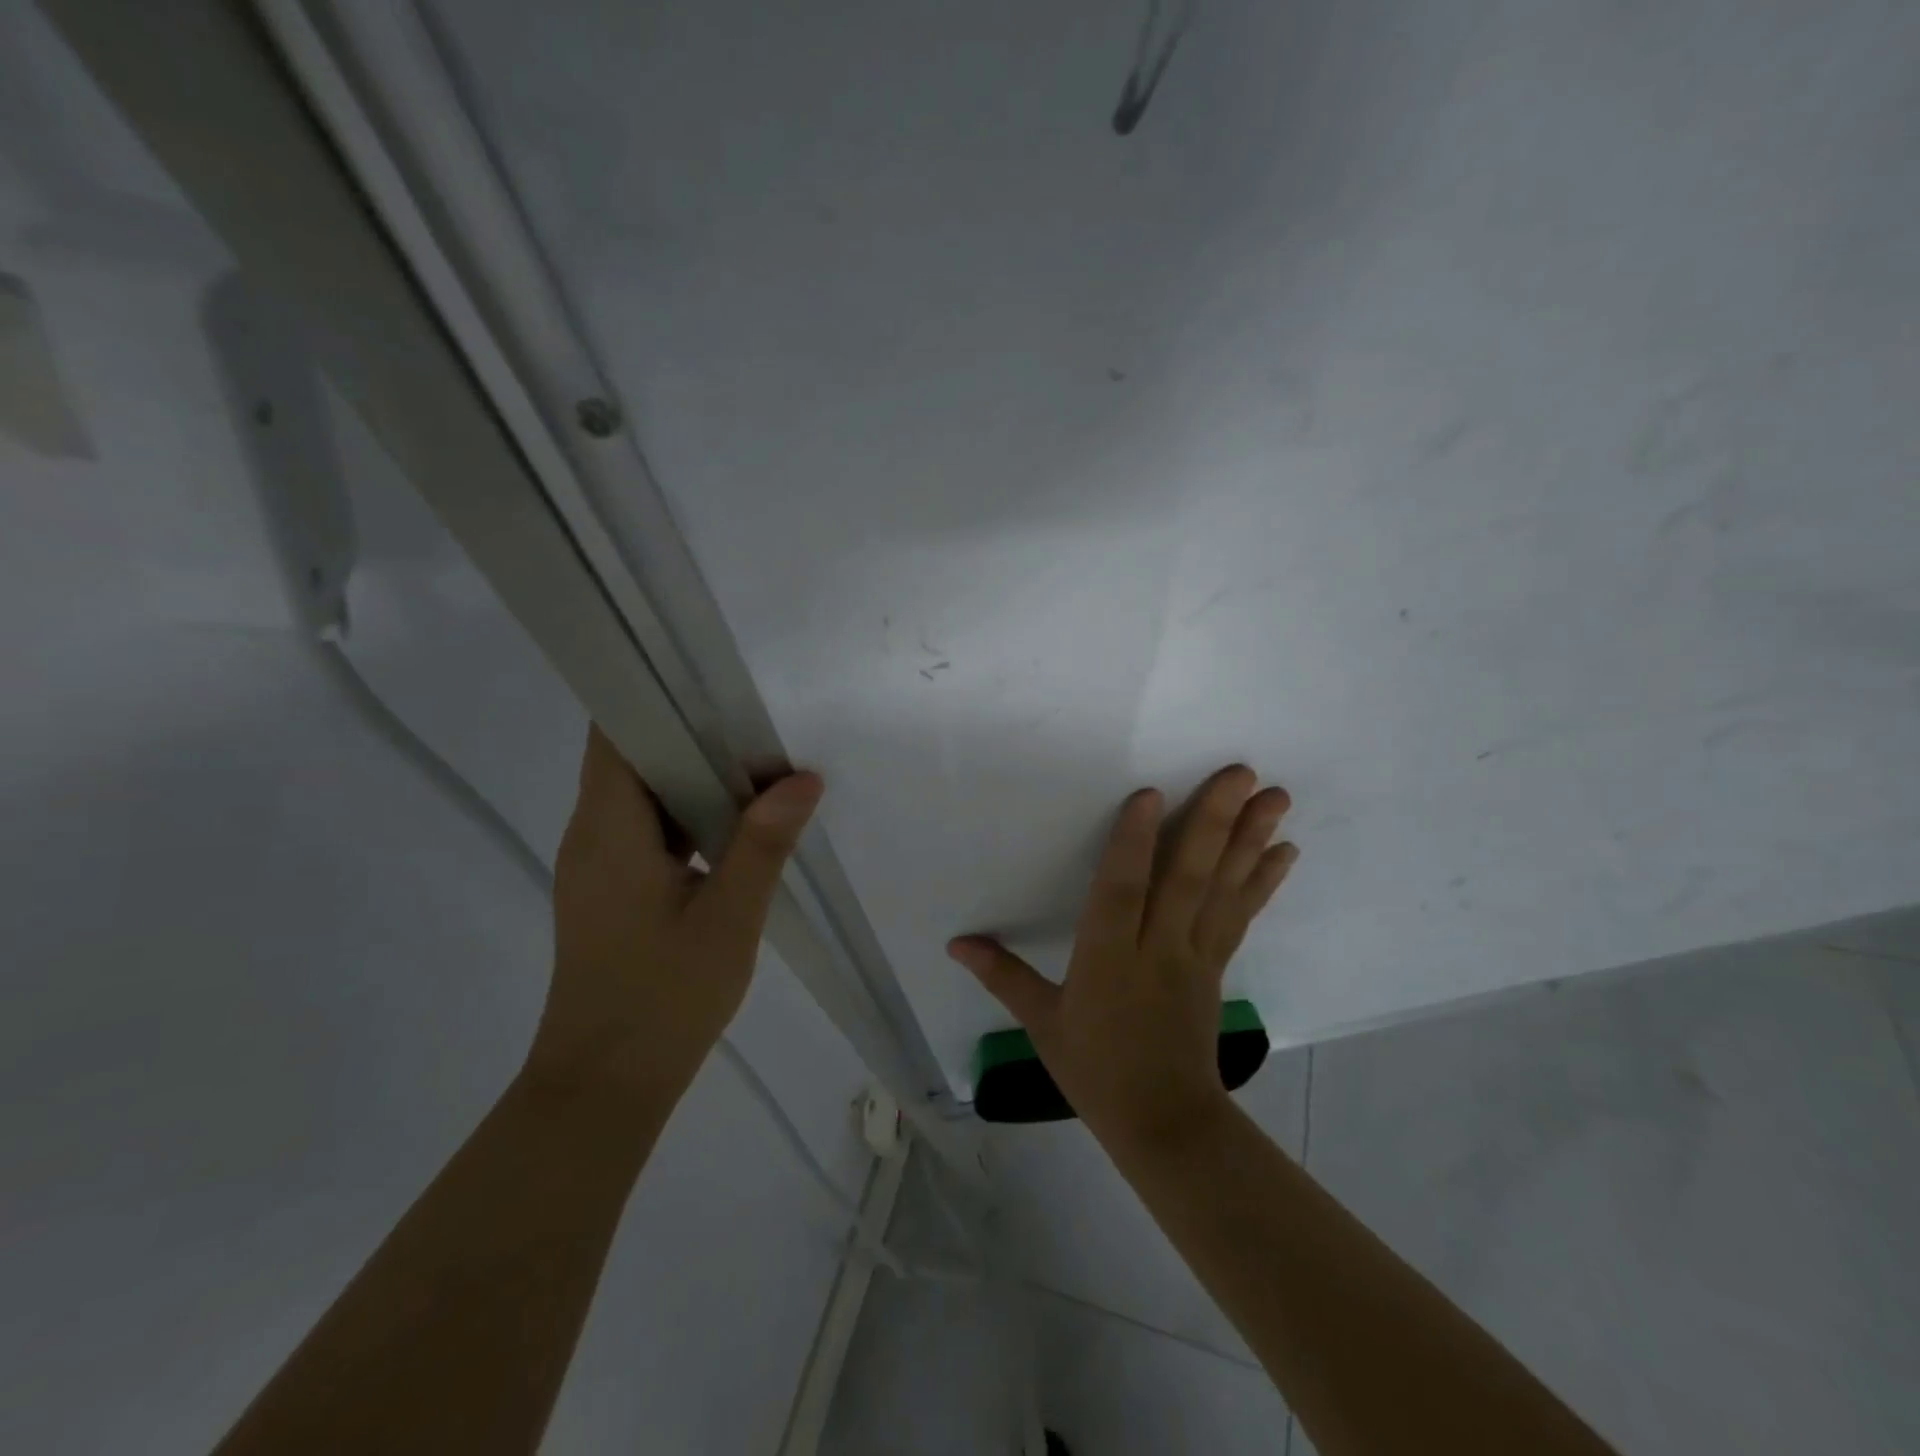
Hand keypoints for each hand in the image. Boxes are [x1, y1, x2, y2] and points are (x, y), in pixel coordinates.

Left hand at [527, 726, 822, 1103]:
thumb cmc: (663, 999)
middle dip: (691, 736)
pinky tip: (735, 825)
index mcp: (608, 830)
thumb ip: (763, 843)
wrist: (604, 1085)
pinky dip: (688, 814)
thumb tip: (801, 779)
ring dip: (693, 777)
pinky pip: (647, 828)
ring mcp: (598, 863)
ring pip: (642, 794)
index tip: (713, 686)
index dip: (656, 697)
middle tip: (755, 729)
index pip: (614, 732)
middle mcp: (591, 835)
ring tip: (756, 768)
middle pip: (630, 757)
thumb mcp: (729, 918)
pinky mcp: (611, 888)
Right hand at [949, 766, 1296, 1148]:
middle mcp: (1157, 949)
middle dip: (1214, 823)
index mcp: (1108, 960)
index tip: (1151, 795)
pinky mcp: (1216, 966)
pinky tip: (1284, 851)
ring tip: (1275, 797)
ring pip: (1221, 890)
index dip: (1134, 845)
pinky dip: (1262, 881)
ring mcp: (1194, 956)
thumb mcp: (1042, 1024)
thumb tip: (956, 942)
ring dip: (1250, 841)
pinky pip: (1240, 916)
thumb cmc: (1095, 1071)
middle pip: (1186, 879)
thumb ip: (1002, 975)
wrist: (1164, 1124)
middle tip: (1242, 773)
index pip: (1121, 893)